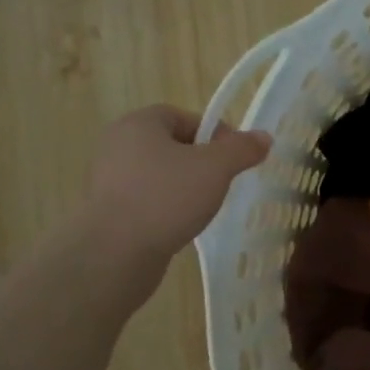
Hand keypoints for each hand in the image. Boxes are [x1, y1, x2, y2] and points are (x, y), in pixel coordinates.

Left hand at [85, 105, 270, 260]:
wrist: (115, 252)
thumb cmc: (167, 198)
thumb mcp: (216, 168)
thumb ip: (241, 149)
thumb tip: (263, 137)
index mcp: (139, 124)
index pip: (183, 116)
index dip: (213, 133)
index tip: (234, 157)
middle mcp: (117, 144)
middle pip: (171, 145)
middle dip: (200, 161)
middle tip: (222, 181)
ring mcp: (106, 178)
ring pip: (158, 173)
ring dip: (183, 185)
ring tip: (203, 206)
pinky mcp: (106, 209)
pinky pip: (145, 198)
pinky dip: (165, 206)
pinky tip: (179, 224)